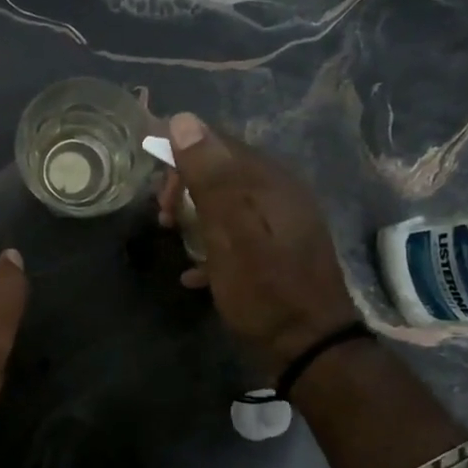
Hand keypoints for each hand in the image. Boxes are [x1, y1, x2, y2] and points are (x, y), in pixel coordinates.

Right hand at [157, 113, 357, 372]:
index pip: (217, 144)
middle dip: (186, 189)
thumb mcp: (230, 231)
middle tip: (164, 220)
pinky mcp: (278, 251)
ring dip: (196, 216)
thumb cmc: (264, 289)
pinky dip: (213, 245)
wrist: (309, 346)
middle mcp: (279, 193)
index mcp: (269, 181)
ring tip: (176, 242)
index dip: (180, 160)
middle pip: (222, 172)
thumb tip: (183, 120)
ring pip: (228, 203)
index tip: (158, 197)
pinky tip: (196, 273)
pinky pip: (237, 233)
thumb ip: (209, 176)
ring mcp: (281, 223)